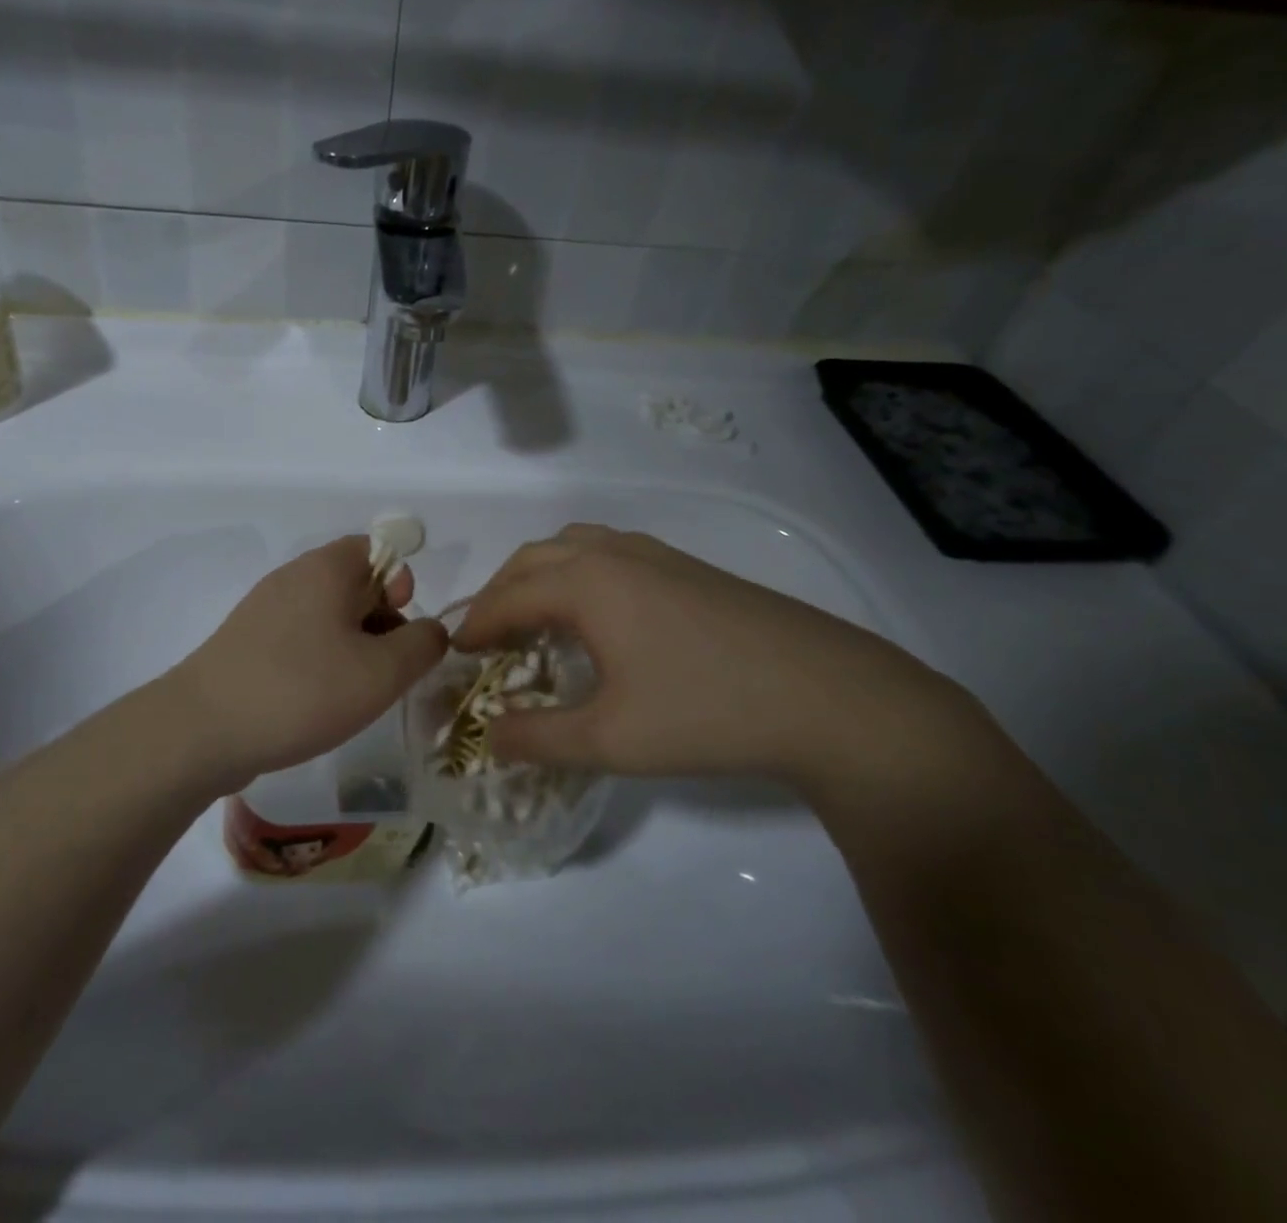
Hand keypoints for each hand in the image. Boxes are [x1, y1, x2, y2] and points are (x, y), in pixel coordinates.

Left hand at [165, 536, 447, 795]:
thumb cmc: (302, 691)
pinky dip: (320, 660)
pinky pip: (299, 637)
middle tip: (385, 670)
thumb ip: (422, 644)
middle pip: (354, 583)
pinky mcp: (246, 641)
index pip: (378, 548)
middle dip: (381, 622)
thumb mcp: (381, 672)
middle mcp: (293, 576)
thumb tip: (430, 630)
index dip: (401, 583)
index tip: (401, 627)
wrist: (202, 730)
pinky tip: (318, 701)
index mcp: (326, 567)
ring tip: (354, 692)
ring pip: (327, 614)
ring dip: (353, 646)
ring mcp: (264, 608)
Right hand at [453, 524, 988, 793]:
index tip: (454, 653)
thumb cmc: (707, 714)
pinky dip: (578, 572)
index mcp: (587, 583)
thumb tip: (487, 735)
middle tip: (487, 637)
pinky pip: (610, 552)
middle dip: (500, 592)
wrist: (832, 698)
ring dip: (540, 575)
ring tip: (534, 617)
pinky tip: (598, 613)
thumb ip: (537, 738)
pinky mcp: (690, 567)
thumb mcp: (610, 740)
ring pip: (574, 546)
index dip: (475, 625)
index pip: (508, 596)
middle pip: (534, 558)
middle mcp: (614, 554)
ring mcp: (657, 554)